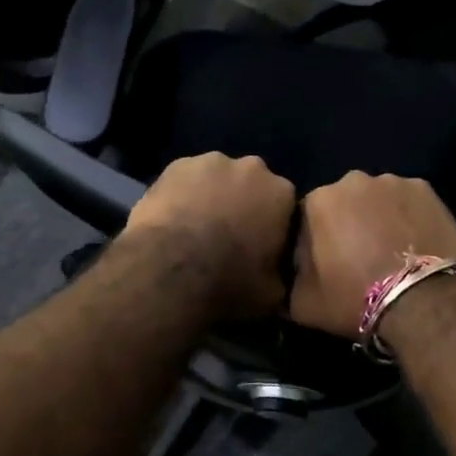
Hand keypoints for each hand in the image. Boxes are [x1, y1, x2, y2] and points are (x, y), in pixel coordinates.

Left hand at [122, 153, 295, 319]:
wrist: (170, 270)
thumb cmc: (229, 282)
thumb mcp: (272, 293)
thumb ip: (281, 273)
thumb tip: (277, 272)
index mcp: (282, 193)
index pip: (284, 206)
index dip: (272, 226)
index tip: (260, 246)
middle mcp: (251, 168)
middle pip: (251, 184)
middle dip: (243, 203)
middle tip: (227, 236)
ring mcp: (210, 161)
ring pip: (217, 178)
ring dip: (212, 195)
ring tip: (195, 229)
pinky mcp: (174, 165)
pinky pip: (185, 179)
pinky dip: (182, 194)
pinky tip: (172, 220)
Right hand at [289, 172, 455, 338]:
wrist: (421, 301)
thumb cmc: (354, 299)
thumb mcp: (303, 303)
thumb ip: (291, 280)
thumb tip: (292, 273)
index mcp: (318, 200)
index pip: (308, 216)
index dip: (316, 241)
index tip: (327, 263)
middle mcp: (353, 181)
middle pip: (345, 201)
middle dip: (349, 222)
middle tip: (360, 256)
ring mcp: (393, 181)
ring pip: (378, 198)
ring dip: (380, 216)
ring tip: (392, 250)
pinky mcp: (426, 189)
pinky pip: (409, 201)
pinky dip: (409, 216)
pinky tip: (416, 242)